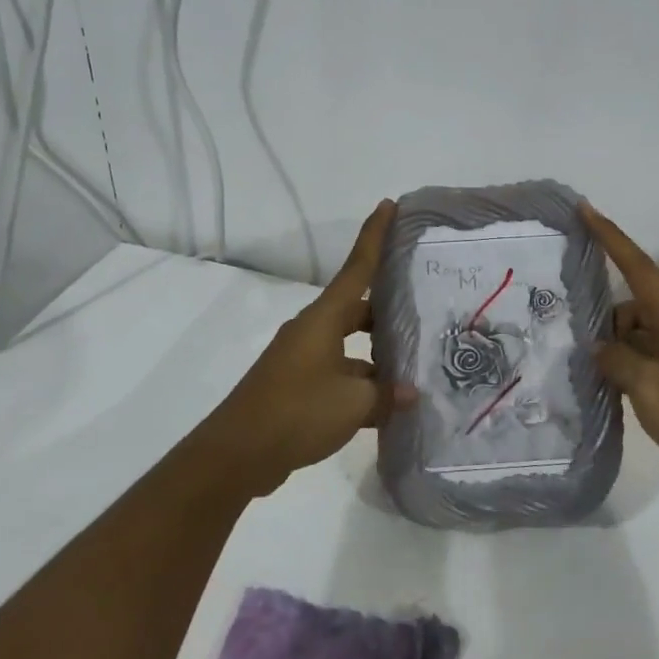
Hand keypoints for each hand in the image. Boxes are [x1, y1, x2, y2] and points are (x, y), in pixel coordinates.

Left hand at [194, 200, 414, 497]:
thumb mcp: (353, 404)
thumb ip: (386, 395)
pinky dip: (360, 383)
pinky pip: (338, 373)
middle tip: (421, 312)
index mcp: (324, 319)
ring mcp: (302, 359)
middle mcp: (313, 331)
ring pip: (349, 346)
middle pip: (357, 309)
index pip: (357, 268)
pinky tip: (384, 405)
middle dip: (386, 310)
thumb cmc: (297, 412)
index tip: (388, 205)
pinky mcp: (296, 386)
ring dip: (376, 355)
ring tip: (412, 367)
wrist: (237, 453)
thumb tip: (408, 393)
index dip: (374, 236)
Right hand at [581, 202, 658, 492]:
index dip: (607, 235)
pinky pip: (645, 359)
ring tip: (579, 368)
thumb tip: (597, 346)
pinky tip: (604, 387)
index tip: (583, 208)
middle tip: (562, 325)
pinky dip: (624, 367)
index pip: (634, 263)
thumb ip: (616, 360)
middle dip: (599, 313)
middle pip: (629, 304)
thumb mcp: (650, 387)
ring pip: (635, 334)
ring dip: (610, 346)